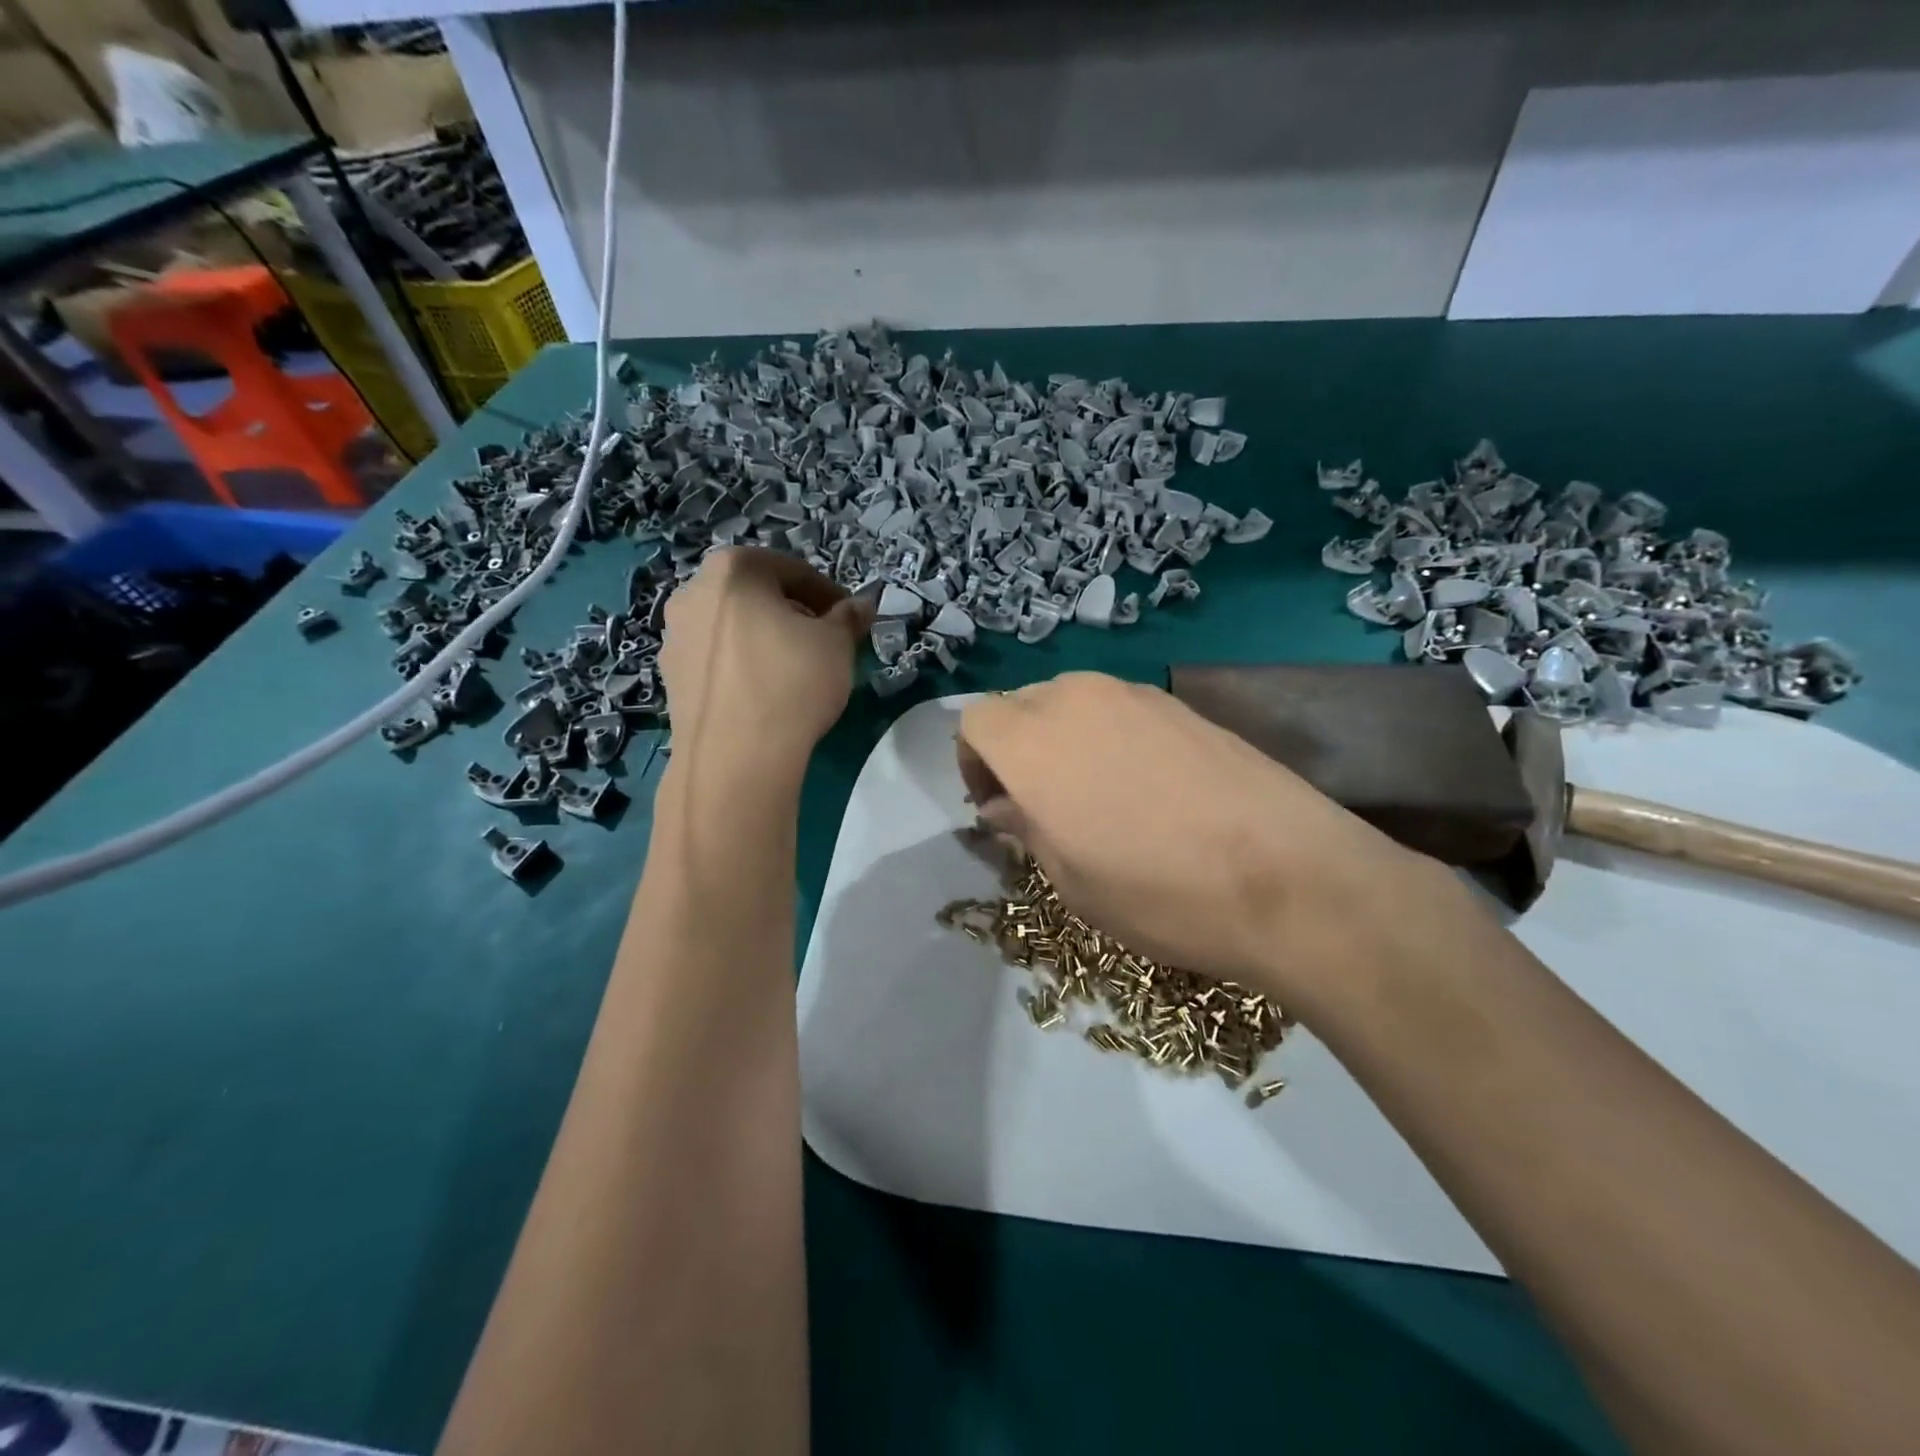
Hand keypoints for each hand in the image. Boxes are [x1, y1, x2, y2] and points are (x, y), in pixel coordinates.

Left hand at [660, 548, 871, 774]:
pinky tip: (765, 692)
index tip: (849, 619)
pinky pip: (717, 658)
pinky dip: (742, 664)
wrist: (735, 757)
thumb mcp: (837, 645)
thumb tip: (860, 607)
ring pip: (733, 626)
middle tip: (824, 641)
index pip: (792, 570)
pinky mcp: (670, 676)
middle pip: (756, 594)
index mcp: (733, 569)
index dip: (828, 594)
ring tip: (795, 669)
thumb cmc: (791, 683)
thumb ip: (848, 618)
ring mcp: (675, 635)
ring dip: (765, 637)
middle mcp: (693, 592)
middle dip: (793, 612)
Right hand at [956, 672, 1431, 1004]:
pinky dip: (1110, 736)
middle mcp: (1076, 700)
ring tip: (1094, 795)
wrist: (1287, 877)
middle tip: (1041, 804)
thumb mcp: (1071, 880)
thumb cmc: (1157, 892)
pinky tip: (1145, 786)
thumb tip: (1005, 805)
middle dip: (1016, 748)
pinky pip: (1120, 708)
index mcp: (1032, 741)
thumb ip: (1025, 828)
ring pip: (1072, 701)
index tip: (997, 806)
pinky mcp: (1182, 705)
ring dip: (1063, 739)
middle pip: (1022, 705)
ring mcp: (1135, 695)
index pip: (975, 722)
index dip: (974, 763)